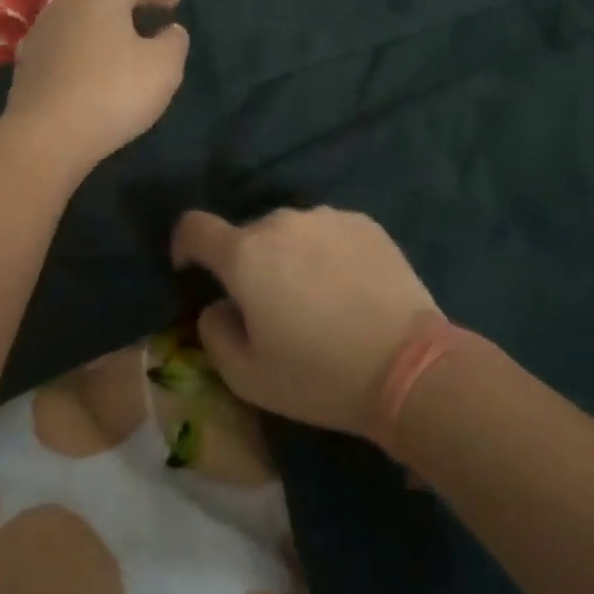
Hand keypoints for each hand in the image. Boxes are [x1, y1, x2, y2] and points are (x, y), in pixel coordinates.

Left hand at [5, 0, 188, 176]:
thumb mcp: (164, 66)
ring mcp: (42, 32)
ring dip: (105, 28)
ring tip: (126, 45)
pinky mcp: (29, 62)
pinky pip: (66, 46)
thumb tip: (171, 30)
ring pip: (82, 20)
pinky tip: (95, 69)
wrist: (47, 135)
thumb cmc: (114, 91)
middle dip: (130, 5)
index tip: (176, 2)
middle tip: (152, 18)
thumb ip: (174, 41)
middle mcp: (67, 3)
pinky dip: (85, 50)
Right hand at [171, 207, 439, 436]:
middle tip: (271, 308)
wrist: (408, 366)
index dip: (185, 245)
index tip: (193, 270)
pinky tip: (348, 289)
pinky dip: (325, 253)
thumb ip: (213, 332)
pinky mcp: (364, 223)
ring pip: (290, 233)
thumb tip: (218, 305)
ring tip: (317, 299)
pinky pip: (327, 232)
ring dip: (289, 257)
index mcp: (244, 254)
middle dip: (247, 264)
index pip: (194, 226)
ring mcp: (326, 217)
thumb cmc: (319, 376)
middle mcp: (281, 222)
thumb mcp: (246, 376)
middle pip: (247, 235)